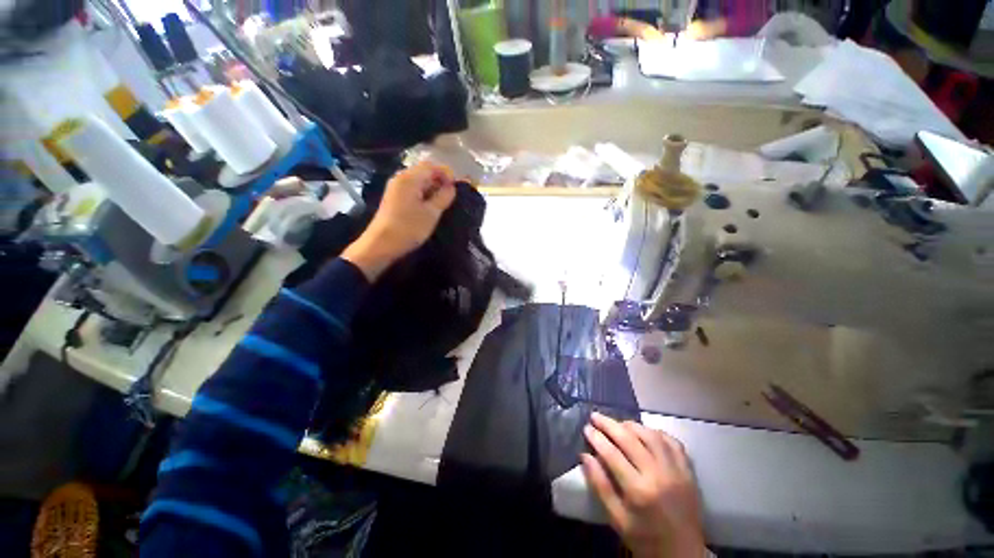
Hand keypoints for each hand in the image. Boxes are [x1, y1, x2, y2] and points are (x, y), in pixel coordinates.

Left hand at [342, 162, 455, 280]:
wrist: (381, 244)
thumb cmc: (409, 228)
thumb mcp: (432, 213)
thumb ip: (444, 197)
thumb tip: (451, 186)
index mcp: (410, 178)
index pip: (431, 166)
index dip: (446, 173)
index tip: (457, 187)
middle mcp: (401, 178)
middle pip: (424, 171)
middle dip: (439, 180)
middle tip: (451, 195)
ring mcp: (395, 188)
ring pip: (418, 180)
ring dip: (432, 188)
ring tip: (442, 202)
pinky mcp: (394, 198)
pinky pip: (412, 189)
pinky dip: (423, 193)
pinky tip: (429, 206)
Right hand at [582, 413, 705, 557]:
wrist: (683, 554)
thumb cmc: (644, 538)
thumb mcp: (616, 518)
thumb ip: (600, 485)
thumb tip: (584, 455)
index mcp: (639, 491)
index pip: (612, 454)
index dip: (597, 438)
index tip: (586, 428)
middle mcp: (659, 475)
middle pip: (630, 439)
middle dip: (609, 424)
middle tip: (595, 416)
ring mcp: (677, 471)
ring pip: (651, 435)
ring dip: (631, 425)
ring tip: (617, 424)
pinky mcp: (689, 471)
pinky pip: (672, 442)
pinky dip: (656, 433)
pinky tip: (645, 433)